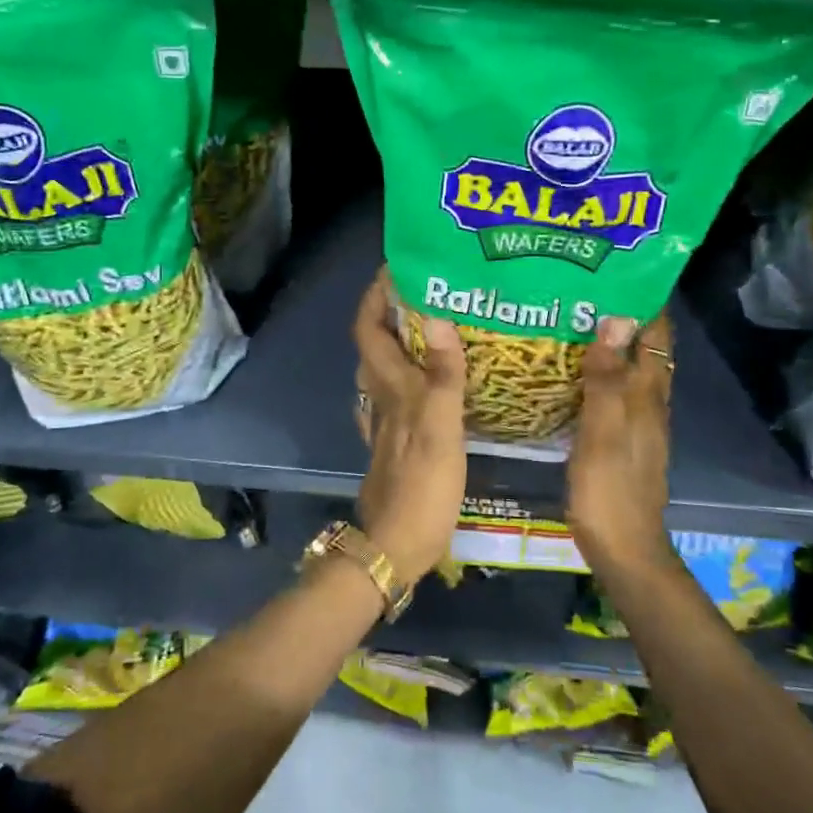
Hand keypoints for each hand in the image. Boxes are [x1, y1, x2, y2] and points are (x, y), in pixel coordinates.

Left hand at [352, 269, 466, 580]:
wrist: (396, 545)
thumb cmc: (422, 486)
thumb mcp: (441, 427)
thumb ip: (443, 373)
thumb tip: (437, 314)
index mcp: (389, 387)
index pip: (368, 328)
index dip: (375, 296)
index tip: (397, 267)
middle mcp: (380, 397)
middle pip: (375, 343)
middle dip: (393, 311)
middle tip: (431, 291)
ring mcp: (385, 421)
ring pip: (387, 369)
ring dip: (404, 342)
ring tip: (440, 326)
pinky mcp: (396, 442)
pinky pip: (399, 395)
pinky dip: (412, 376)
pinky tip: (434, 380)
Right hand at [566, 312, 672, 564]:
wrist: (623, 548)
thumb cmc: (610, 489)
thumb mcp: (603, 431)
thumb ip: (607, 378)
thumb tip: (614, 319)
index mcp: (648, 396)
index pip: (656, 336)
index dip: (645, 302)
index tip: (618, 270)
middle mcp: (648, 403)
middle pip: (644, 349)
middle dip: (622, 316)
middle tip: (582, 288)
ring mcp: (636, 423)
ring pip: (627, 370)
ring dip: (609, 343)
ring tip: (571, 318)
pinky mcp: (621, 439)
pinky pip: (612, 392)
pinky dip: (598, 372)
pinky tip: (570, 371)